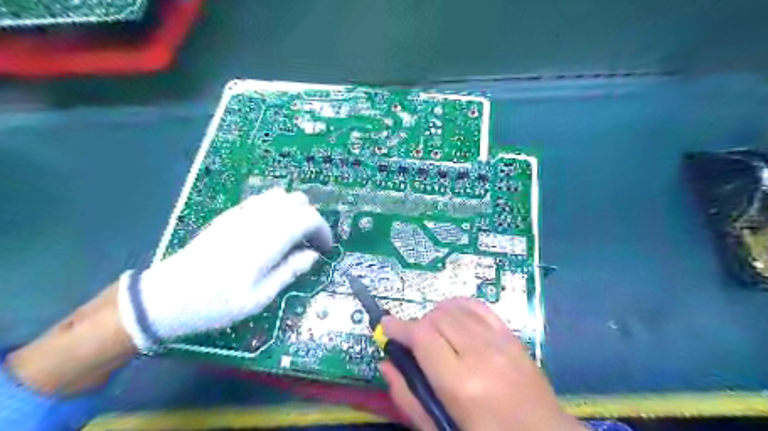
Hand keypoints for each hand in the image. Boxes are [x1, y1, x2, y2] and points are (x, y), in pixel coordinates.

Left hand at [119, 188, 333, 349]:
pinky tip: (272, 228)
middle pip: (298, 201)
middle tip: (309, 243)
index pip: (308, 217)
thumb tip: (313, 255)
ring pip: (281, 195)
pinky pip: (262, 198)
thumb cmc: (215, 305)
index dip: (323, 230)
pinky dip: (277, 207)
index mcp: (266, 241)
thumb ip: (289, 272)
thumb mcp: (259, 299)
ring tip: (293, 235)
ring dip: (295, 211)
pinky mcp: (230, 215)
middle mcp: (257, 220)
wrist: (166, 297)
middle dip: (311, 219)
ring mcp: (241, 214)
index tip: (324, 248)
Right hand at [381, 299, 585, 430]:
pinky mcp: (512, 336)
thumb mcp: (441, 430)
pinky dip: (459, 306)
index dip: (399, 327)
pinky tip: (453, 318)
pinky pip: (479, 307)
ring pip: (456, 308)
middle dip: (418, 325)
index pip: (422, 337)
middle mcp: (481, 354)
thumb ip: (409, 398)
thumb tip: (386, 363)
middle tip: (413, 342)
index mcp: (461, 384)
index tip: (385, 325)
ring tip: (433, 334)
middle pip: (437, 317)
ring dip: (436, 315)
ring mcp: (500, 342)